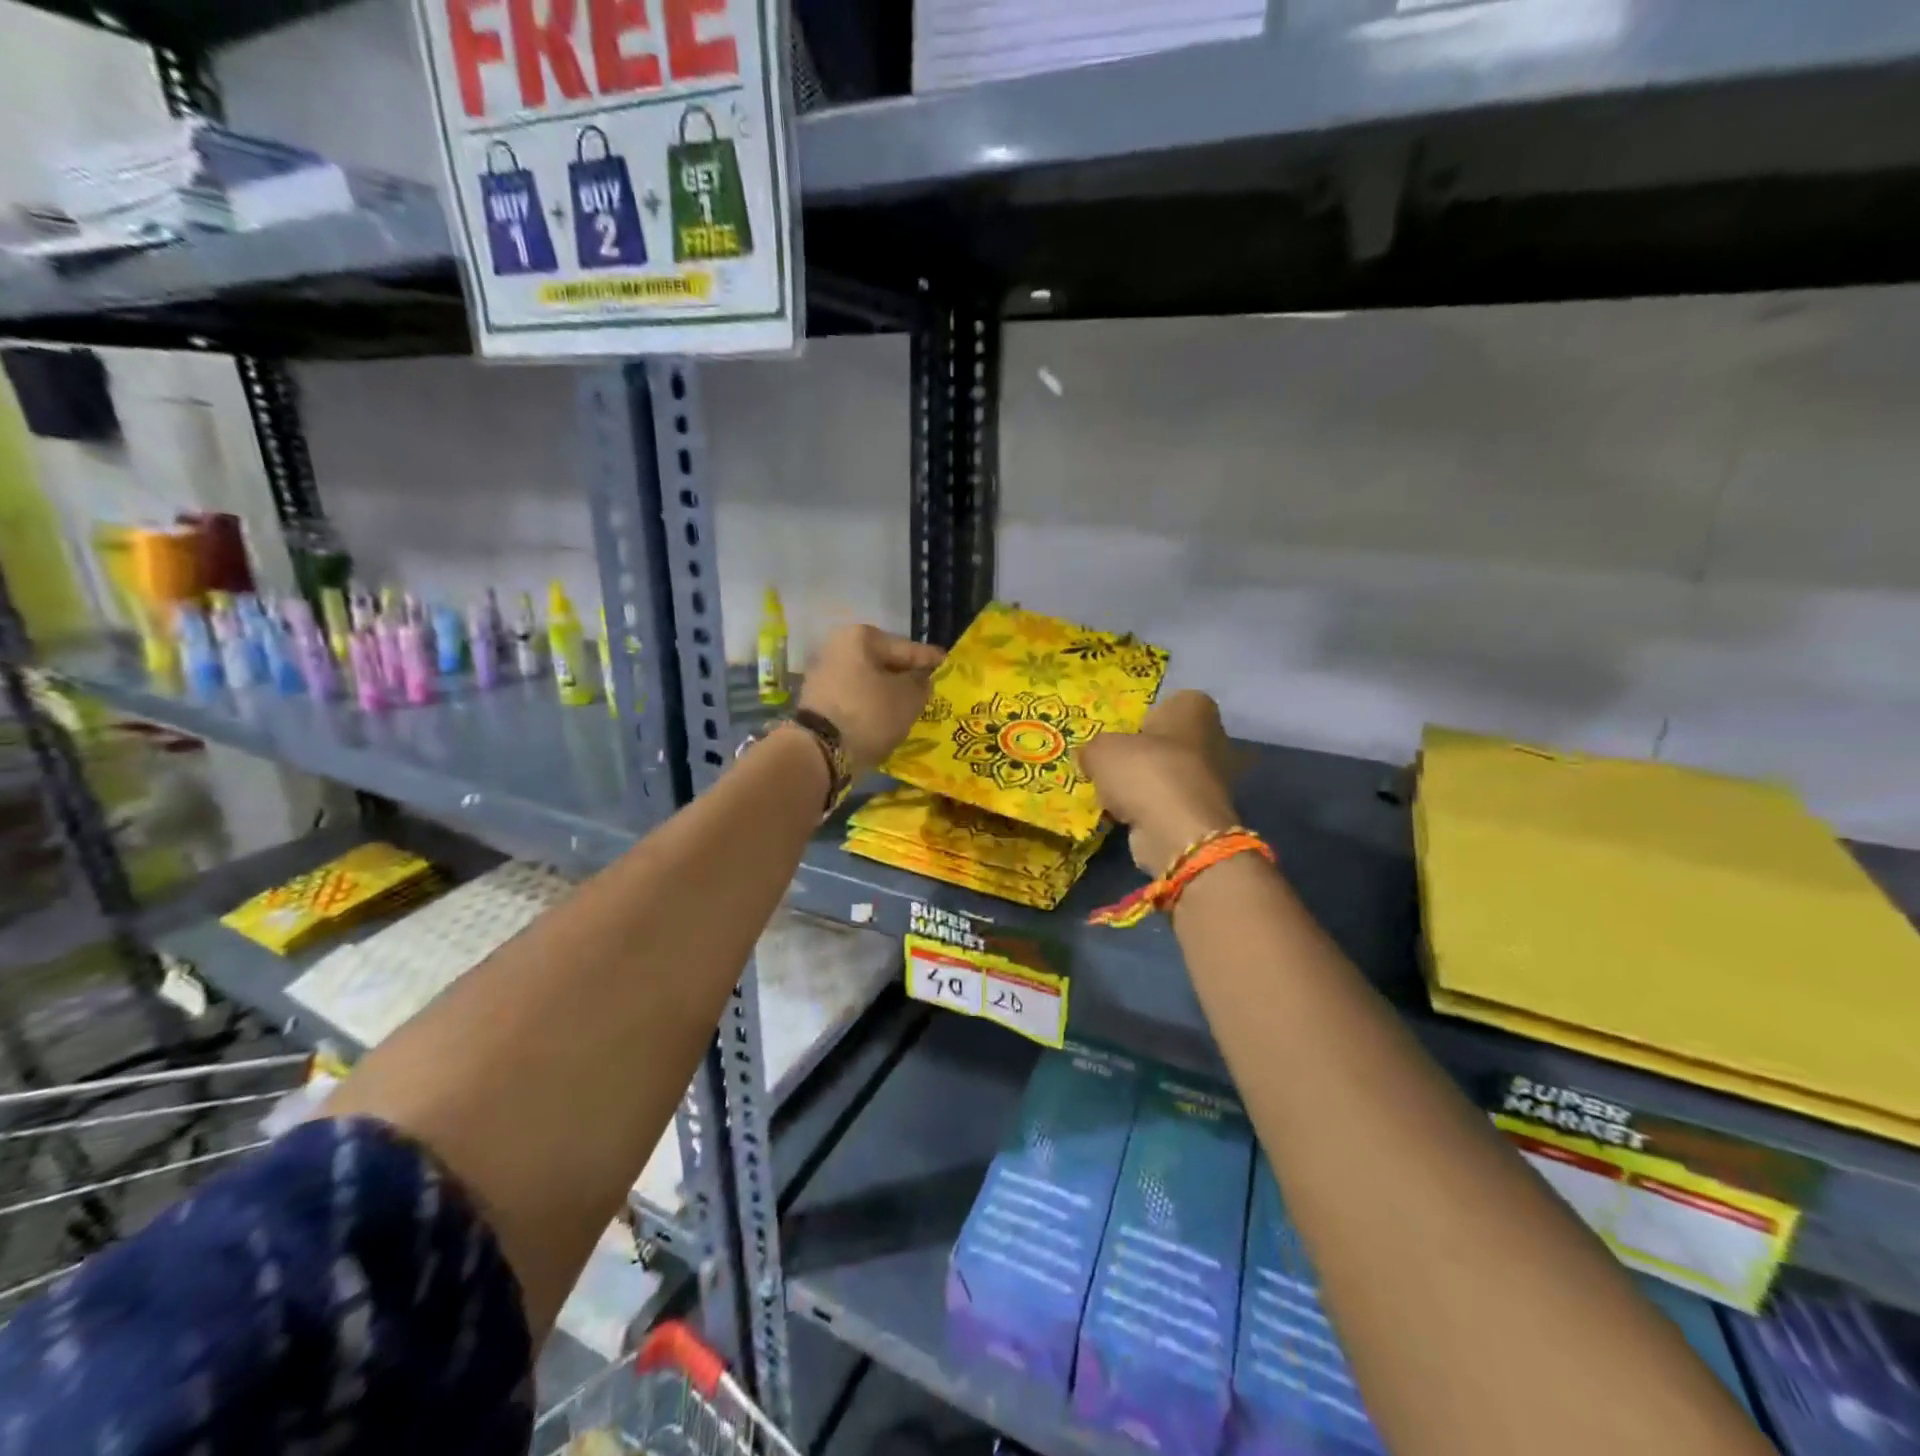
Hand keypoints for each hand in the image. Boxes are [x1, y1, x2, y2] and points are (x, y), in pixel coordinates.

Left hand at [799, 626, 945, 776]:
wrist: (821, 751)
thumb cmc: (869, 714)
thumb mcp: (908, 698)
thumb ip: (921, 684)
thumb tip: (921, 680)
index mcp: (860, 637)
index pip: (907, 648)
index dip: (931, 659)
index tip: (949, 665)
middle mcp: (838, 649)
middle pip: (885, 664)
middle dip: (907, 677)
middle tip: (932, 688)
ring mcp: (825, 676)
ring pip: (870, 682)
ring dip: (890, 694)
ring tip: (914, 707)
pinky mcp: (819, 702)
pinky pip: (857, 699)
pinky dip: (873, 706)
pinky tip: (890, 718)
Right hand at [1078, 691, 1239, 876]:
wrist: (1177, 832)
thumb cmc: (1144, 772)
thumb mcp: (1101, 750)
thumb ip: (1094, 748)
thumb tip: (1090, 758)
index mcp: (1194, 707)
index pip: (1169, 703)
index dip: (1145, 718)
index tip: (1122, 734)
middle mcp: (1215, 737)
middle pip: (1171, 741)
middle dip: (1147, 753)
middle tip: (1115, 766)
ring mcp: (1217, 778)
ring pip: (1172, 774)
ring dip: (1149, 784)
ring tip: (1116, 795)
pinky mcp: (1208, 812)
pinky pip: (1172, 803)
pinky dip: (1154, 809)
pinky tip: (1130, 816)